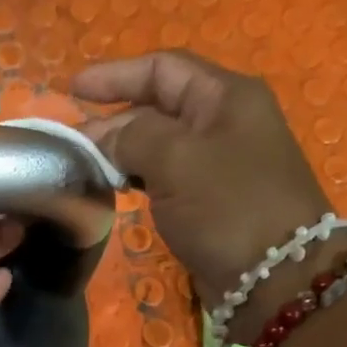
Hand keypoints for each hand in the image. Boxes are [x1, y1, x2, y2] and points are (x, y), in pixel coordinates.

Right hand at [73, 50, 340, 335]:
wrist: (275, 277)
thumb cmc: (228, 207)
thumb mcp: (176, 160)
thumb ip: (132, 137)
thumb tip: (103, 137)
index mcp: (225, 97)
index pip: (163, 69)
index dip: (115, 75)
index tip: (72, 90)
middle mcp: (224, 123)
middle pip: (159, 107)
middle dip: (113, 120)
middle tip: (71, 144)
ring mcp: (219, 164)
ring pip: (159, 146)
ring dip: (122, 153)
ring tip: (85, 166)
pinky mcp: (211, 202)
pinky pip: (166, 178)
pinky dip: (137, 179)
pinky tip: (114, 190)